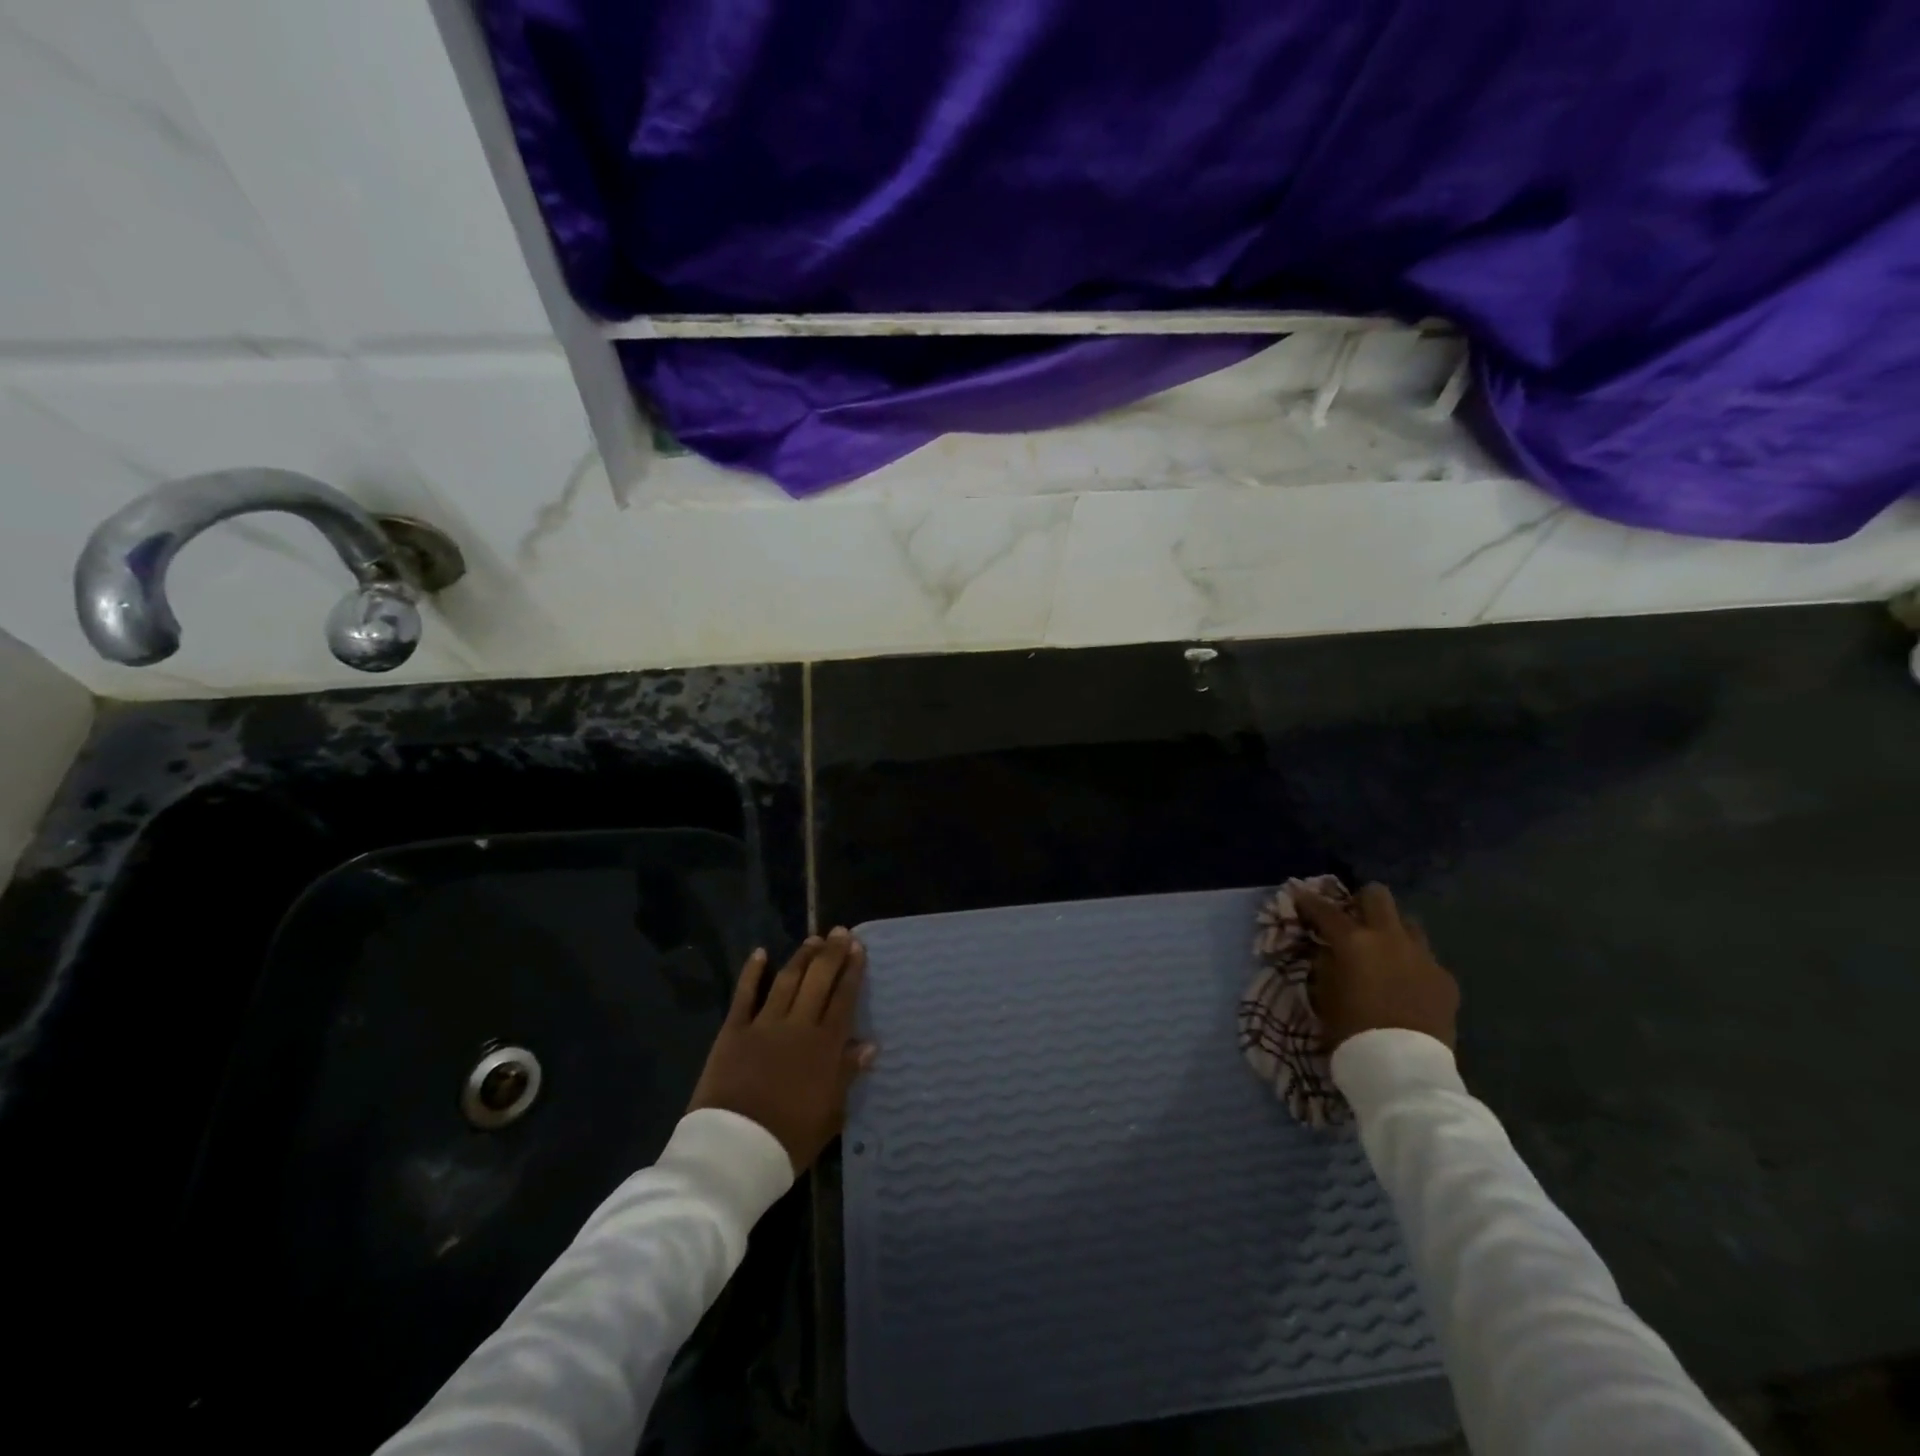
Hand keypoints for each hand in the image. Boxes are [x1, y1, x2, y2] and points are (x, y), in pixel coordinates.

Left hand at [688, 929, 876, 1174]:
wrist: (735, 1150)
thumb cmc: (790, 1138)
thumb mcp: (831, 1113)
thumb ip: (847, 1074)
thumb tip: (869, 1044)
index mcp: (825, 1046)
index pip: (843, 998)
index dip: (852, 971)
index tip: (859, 948)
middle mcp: (798, 1025)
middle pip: (818, 980)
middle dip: (831, 954)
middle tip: (840, 932)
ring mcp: (764, 1024)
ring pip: (787, 980)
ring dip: (801, 957)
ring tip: (813, 939)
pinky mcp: (733, 1031)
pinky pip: (745, 995)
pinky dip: (753, 972)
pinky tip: (760, 953)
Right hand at [1293, 882, 1458, 1052]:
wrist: (1402, 1068)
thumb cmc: (1351, 1029)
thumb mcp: (1323, 993)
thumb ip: (1325, 963)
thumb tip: (1327, 950)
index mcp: (1353, 941)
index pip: (1325, 910)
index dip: (1308, 901)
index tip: (1298, 896)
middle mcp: (1390, 938)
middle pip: (1378, 896)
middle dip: (1361, 900)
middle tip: (1352, 915)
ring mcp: (1423, 956)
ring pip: (1408, 924)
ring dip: (1392, 930)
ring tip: (1383, 950)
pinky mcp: (1445, 978)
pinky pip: (1426, 958)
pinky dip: (1412, 963)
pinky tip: (1406, 983)